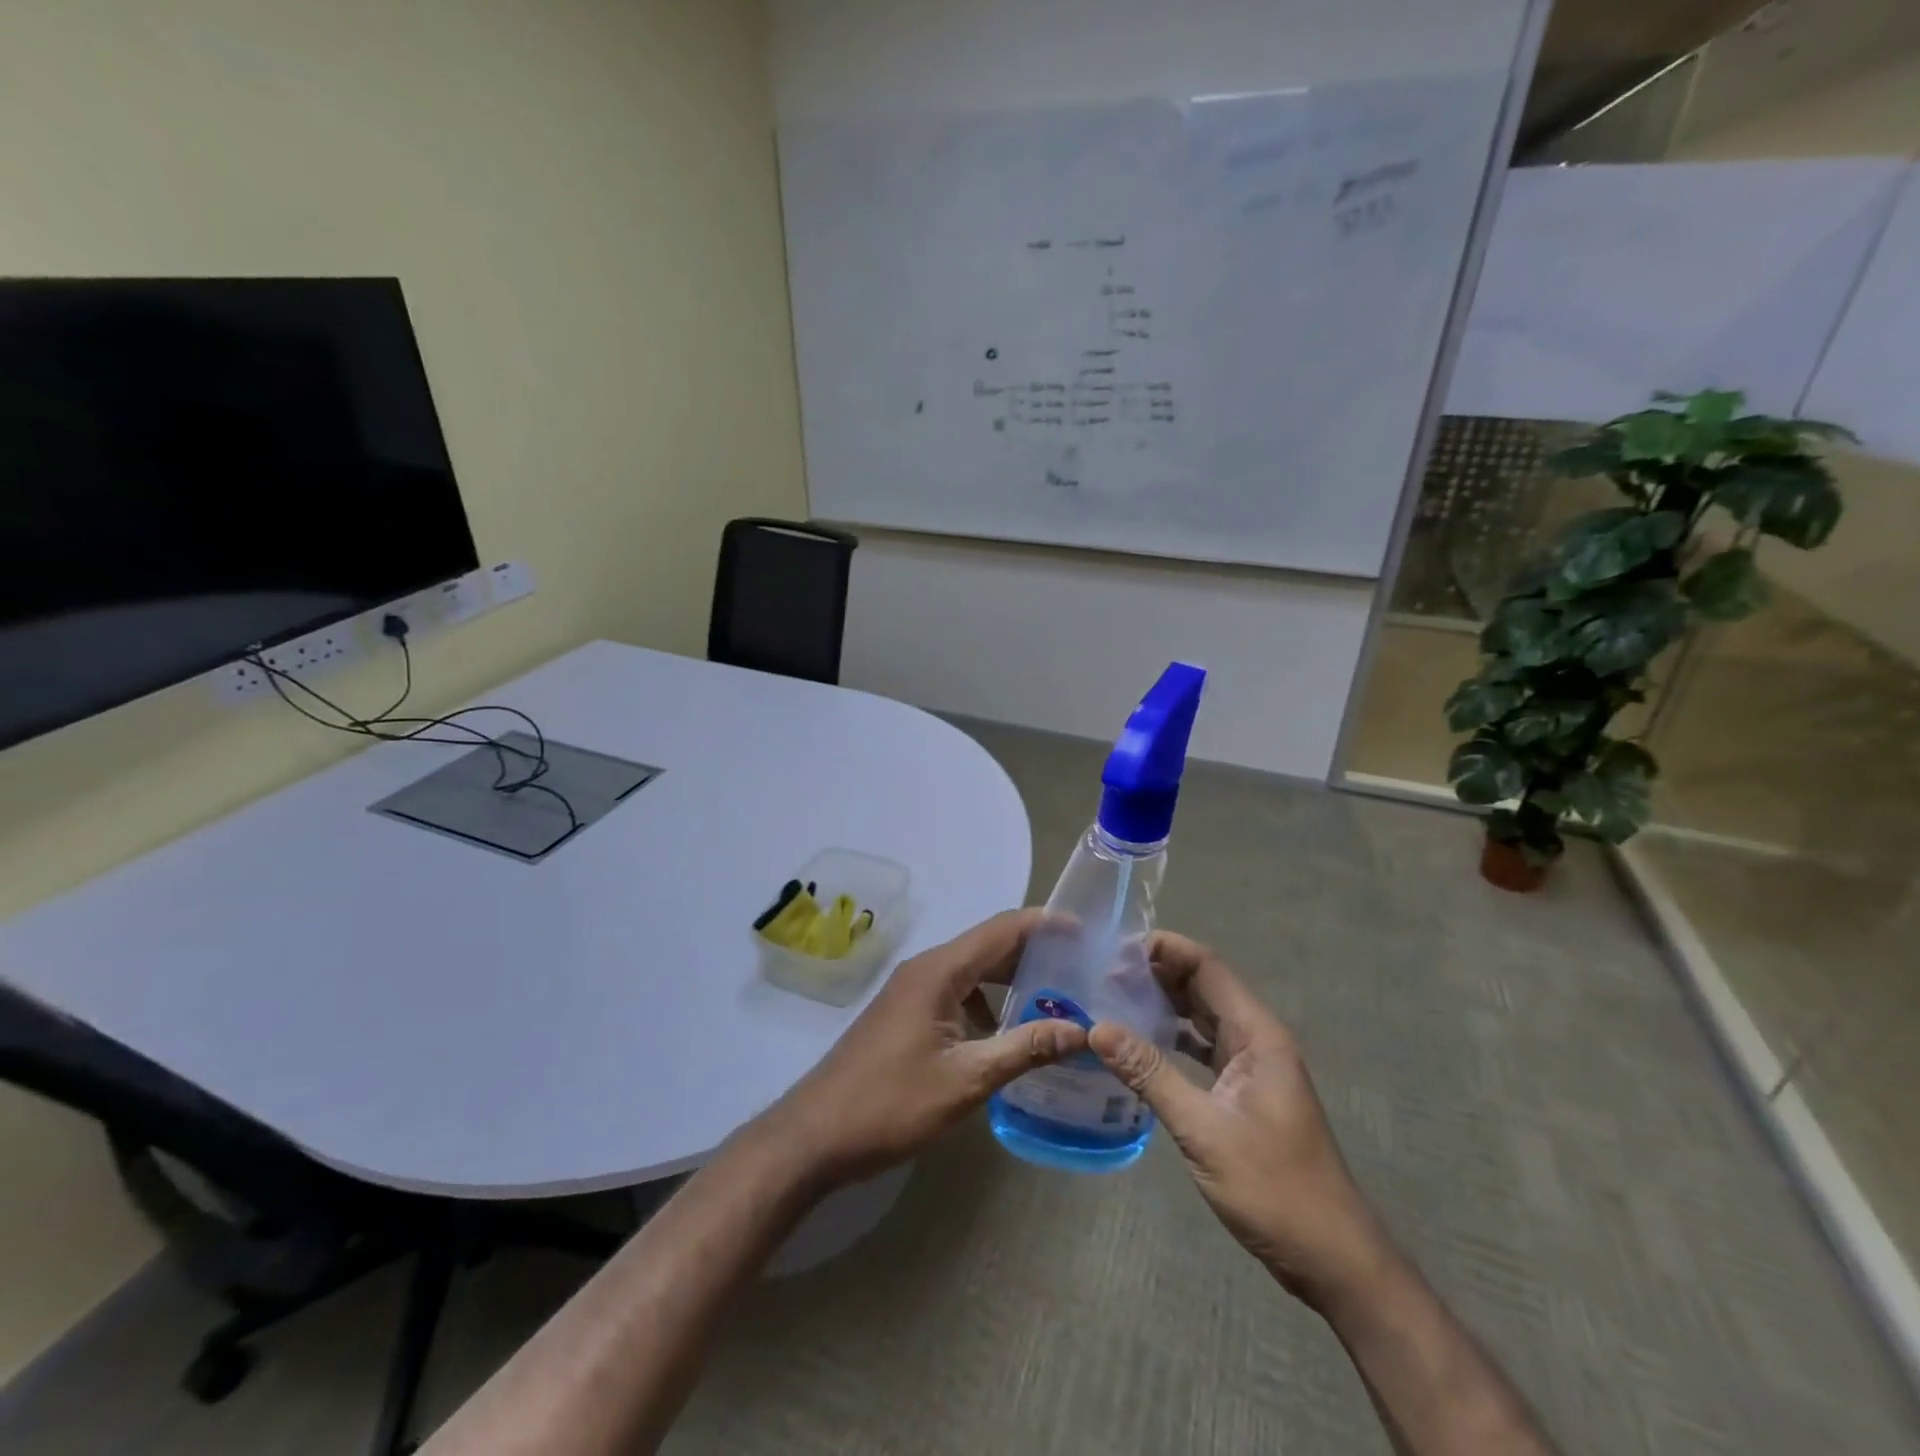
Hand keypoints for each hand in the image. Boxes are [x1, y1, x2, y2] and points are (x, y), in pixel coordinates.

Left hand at [757, 910, 1087, 1187]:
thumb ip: (1024, 1049)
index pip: (1002, 930)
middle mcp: (926, 969)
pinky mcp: (906, 1013)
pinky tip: (1007, 1033)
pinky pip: (956, 993)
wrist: (815, 1135)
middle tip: (1082, 970)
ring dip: (1012, 980)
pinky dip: (987, 1002)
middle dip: (1034, 953)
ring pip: (972, 971)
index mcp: (940, 971)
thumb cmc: (891, 1103)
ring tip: (1056, 1000)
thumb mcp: (966, 1080)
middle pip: (989, 946)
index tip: (1086, 932)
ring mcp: (912, 990)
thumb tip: (1081, 1030)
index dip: (1045, 924)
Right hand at [1088, 933, 1392, 1310]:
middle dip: (1156, 973)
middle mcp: (1257, 1039)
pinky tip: (1138, 1044)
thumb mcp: (1203, 1129)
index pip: (1207, 967)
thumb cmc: (1274, 1188)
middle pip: (1203, 986)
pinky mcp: (1244, 1091)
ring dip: (1162, 1004)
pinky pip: (1203, 1048)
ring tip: (1111, 998)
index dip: (1165, 949)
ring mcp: (1252, 1066)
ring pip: (1202, 1016)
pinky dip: (1172, 1038)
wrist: (1331, 1258)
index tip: (1114, 947)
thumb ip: (1150, 1073)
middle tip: (1101, 971)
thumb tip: (1097, 1028)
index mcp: (1258, 1034)